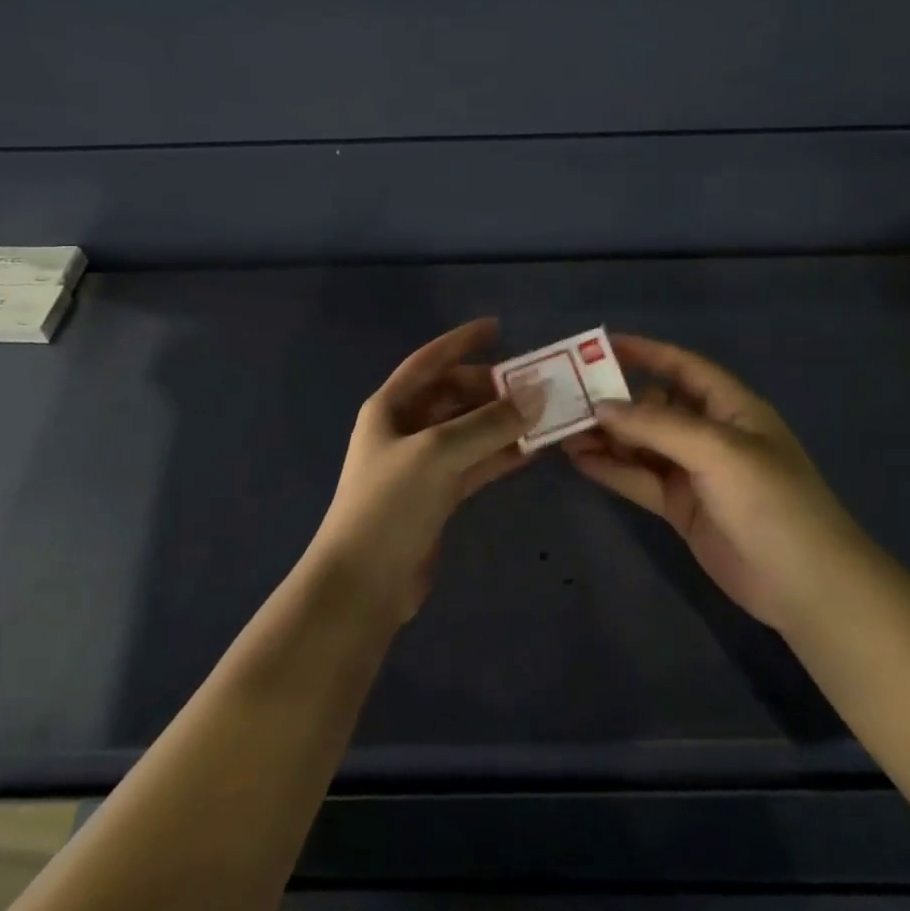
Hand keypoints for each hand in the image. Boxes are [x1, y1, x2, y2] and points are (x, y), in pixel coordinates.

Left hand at [308, 319, 543, 622]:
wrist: (363, 582)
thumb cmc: (390, 503)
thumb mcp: (438, 453)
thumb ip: (488, 423)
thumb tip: (537, 393)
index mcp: (390, 407)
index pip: (429, 361)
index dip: (461, 341)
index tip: (498, 327)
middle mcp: (405, 429)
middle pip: (453, 395)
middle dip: (492, 388)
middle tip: (537, 384)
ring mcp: (422, 464)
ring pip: (469, 430)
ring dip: (503, 422)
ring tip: (546, 414)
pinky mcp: (437, 496)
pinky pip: (475, 463)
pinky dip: (501, 455)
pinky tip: (534, 450)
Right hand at [562, 334, 858, 631]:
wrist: (807, 586)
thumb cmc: (771, 502)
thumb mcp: (717, 452)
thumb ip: (657, 425)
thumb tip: (601, 406)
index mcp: (730, 407)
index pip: (681, 366)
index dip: (644, 352)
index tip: (600, 346)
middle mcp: (709, 433)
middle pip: (653, 406)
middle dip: (613, 400)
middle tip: (566, 398)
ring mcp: (693, 472)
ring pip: (640, 445)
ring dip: (605, 437)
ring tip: (562, 431)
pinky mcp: (680, 507)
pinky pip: (638, 479)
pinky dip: (610, 469)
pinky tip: (578, 461)